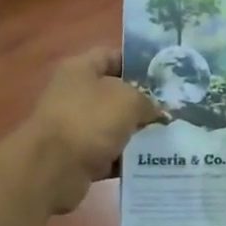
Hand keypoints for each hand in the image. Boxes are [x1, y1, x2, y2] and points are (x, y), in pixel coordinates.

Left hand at [26, 48, 162, 214]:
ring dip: (138, 133)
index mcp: (80, 69)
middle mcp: (75, 95)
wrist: (53, 169)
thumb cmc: (89, 120)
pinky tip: (153, 162)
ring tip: (170, 136)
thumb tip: (155, 111)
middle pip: (115, 94)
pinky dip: (127, 159)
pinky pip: (110, 155)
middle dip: (143, 102)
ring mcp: (75, 127)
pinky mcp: (78, 158)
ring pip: (114, 126)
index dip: (138, 62)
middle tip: (173, 109)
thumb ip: (147, 100)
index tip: (164, 74)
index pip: (112, 56)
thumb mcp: (128, 100)